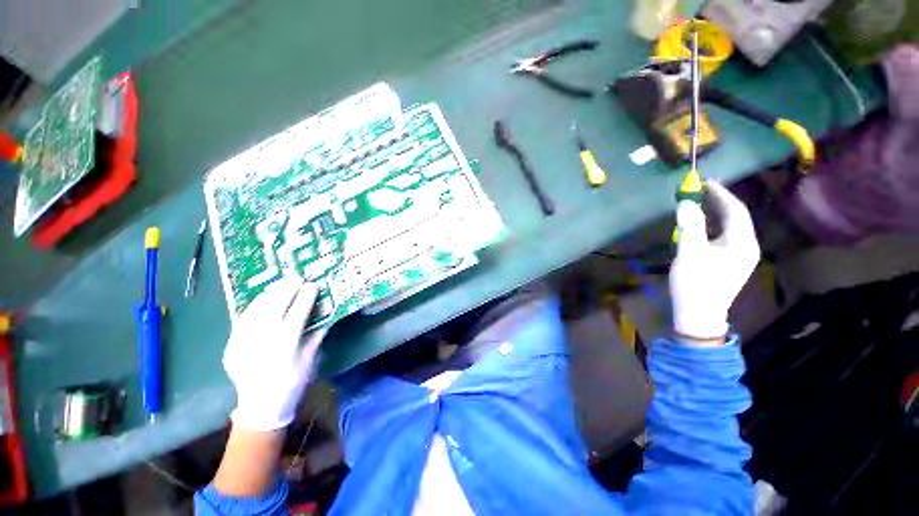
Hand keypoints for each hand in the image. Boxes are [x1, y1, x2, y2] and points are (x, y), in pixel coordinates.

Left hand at [223, 277, 327, 430]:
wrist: (262, 406)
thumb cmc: (293, 382)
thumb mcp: (310, 358)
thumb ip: (317, 333)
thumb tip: (328, 311)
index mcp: (285, 346)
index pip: (296, 314)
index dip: (305, 297)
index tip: (313, 285)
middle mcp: (261, 342)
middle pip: (273, 308)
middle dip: (286, 290)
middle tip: (295, 278)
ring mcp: (242, 344)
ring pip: (254, 311)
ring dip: (268, 294)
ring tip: (279, 284)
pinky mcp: (231, 346)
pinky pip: (242, 320)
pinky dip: (253, 307)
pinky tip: (261, 300)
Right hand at [670, 182, 759, 340]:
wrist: (698, 314)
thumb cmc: (695, 283)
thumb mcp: (689, 253)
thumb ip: (689, 226)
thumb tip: (687, 202)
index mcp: (742, 242)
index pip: (736, 210)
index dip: (721, 193)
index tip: (705, 181)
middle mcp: (746, 246)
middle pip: (736, 217)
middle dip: (719, 201)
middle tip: (700, 190)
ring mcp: (740, 255)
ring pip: (730, 227)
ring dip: (715, 213)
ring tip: (699, 203)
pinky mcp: (730, 262)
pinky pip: (724, 236)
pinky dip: (712, 226)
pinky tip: (700, 225)